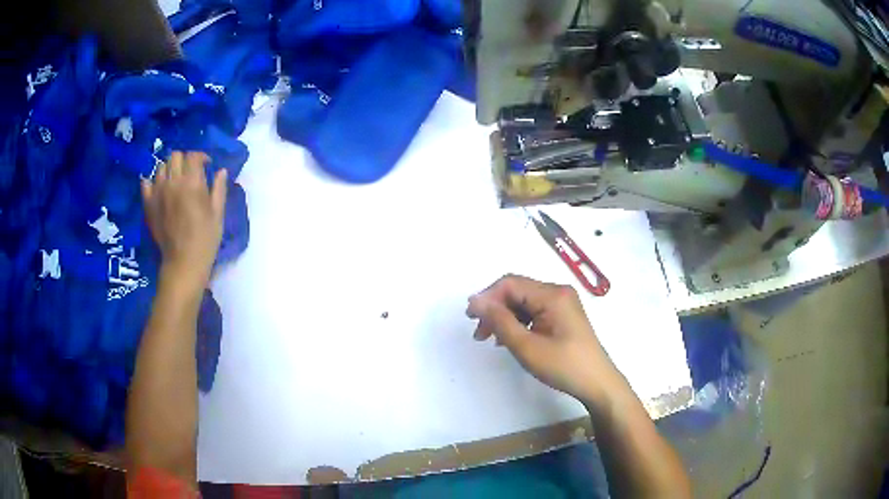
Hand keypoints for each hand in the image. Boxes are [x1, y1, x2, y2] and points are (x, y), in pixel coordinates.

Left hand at [142, 151, 227, 291]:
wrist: (183, 262)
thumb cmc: (205, 239)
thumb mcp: (218, 214)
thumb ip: (219, 189)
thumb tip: (221, 171)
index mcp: (192, 183)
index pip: (193, 155)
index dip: (201, 157)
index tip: (206, 165)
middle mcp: (173, 182)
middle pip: (175, 156)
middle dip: (184, 160)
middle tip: (189, 172)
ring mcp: (158, 192)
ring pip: (160, 167)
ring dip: (169, 169)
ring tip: (174, 180)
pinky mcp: (148, 204)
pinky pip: (145, 182)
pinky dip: (151, 181)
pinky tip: (158, 187)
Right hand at [467, 274, 615, 401]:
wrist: (597, 382)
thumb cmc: (563, 366)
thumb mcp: (527, 346)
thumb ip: (500, 321)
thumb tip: (475, 301)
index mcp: (552, 294)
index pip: (510, 284)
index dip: (487, 297)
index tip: (470, 319)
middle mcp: (558, 291)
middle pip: (517, 291)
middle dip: (495, 309)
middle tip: (479, 333)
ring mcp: (562, 303)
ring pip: (524, 301)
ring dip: (505, 317)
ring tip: (491, 339)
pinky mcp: (563, 314)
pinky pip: (534, 310)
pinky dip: (518, 322)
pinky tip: (510, 338)